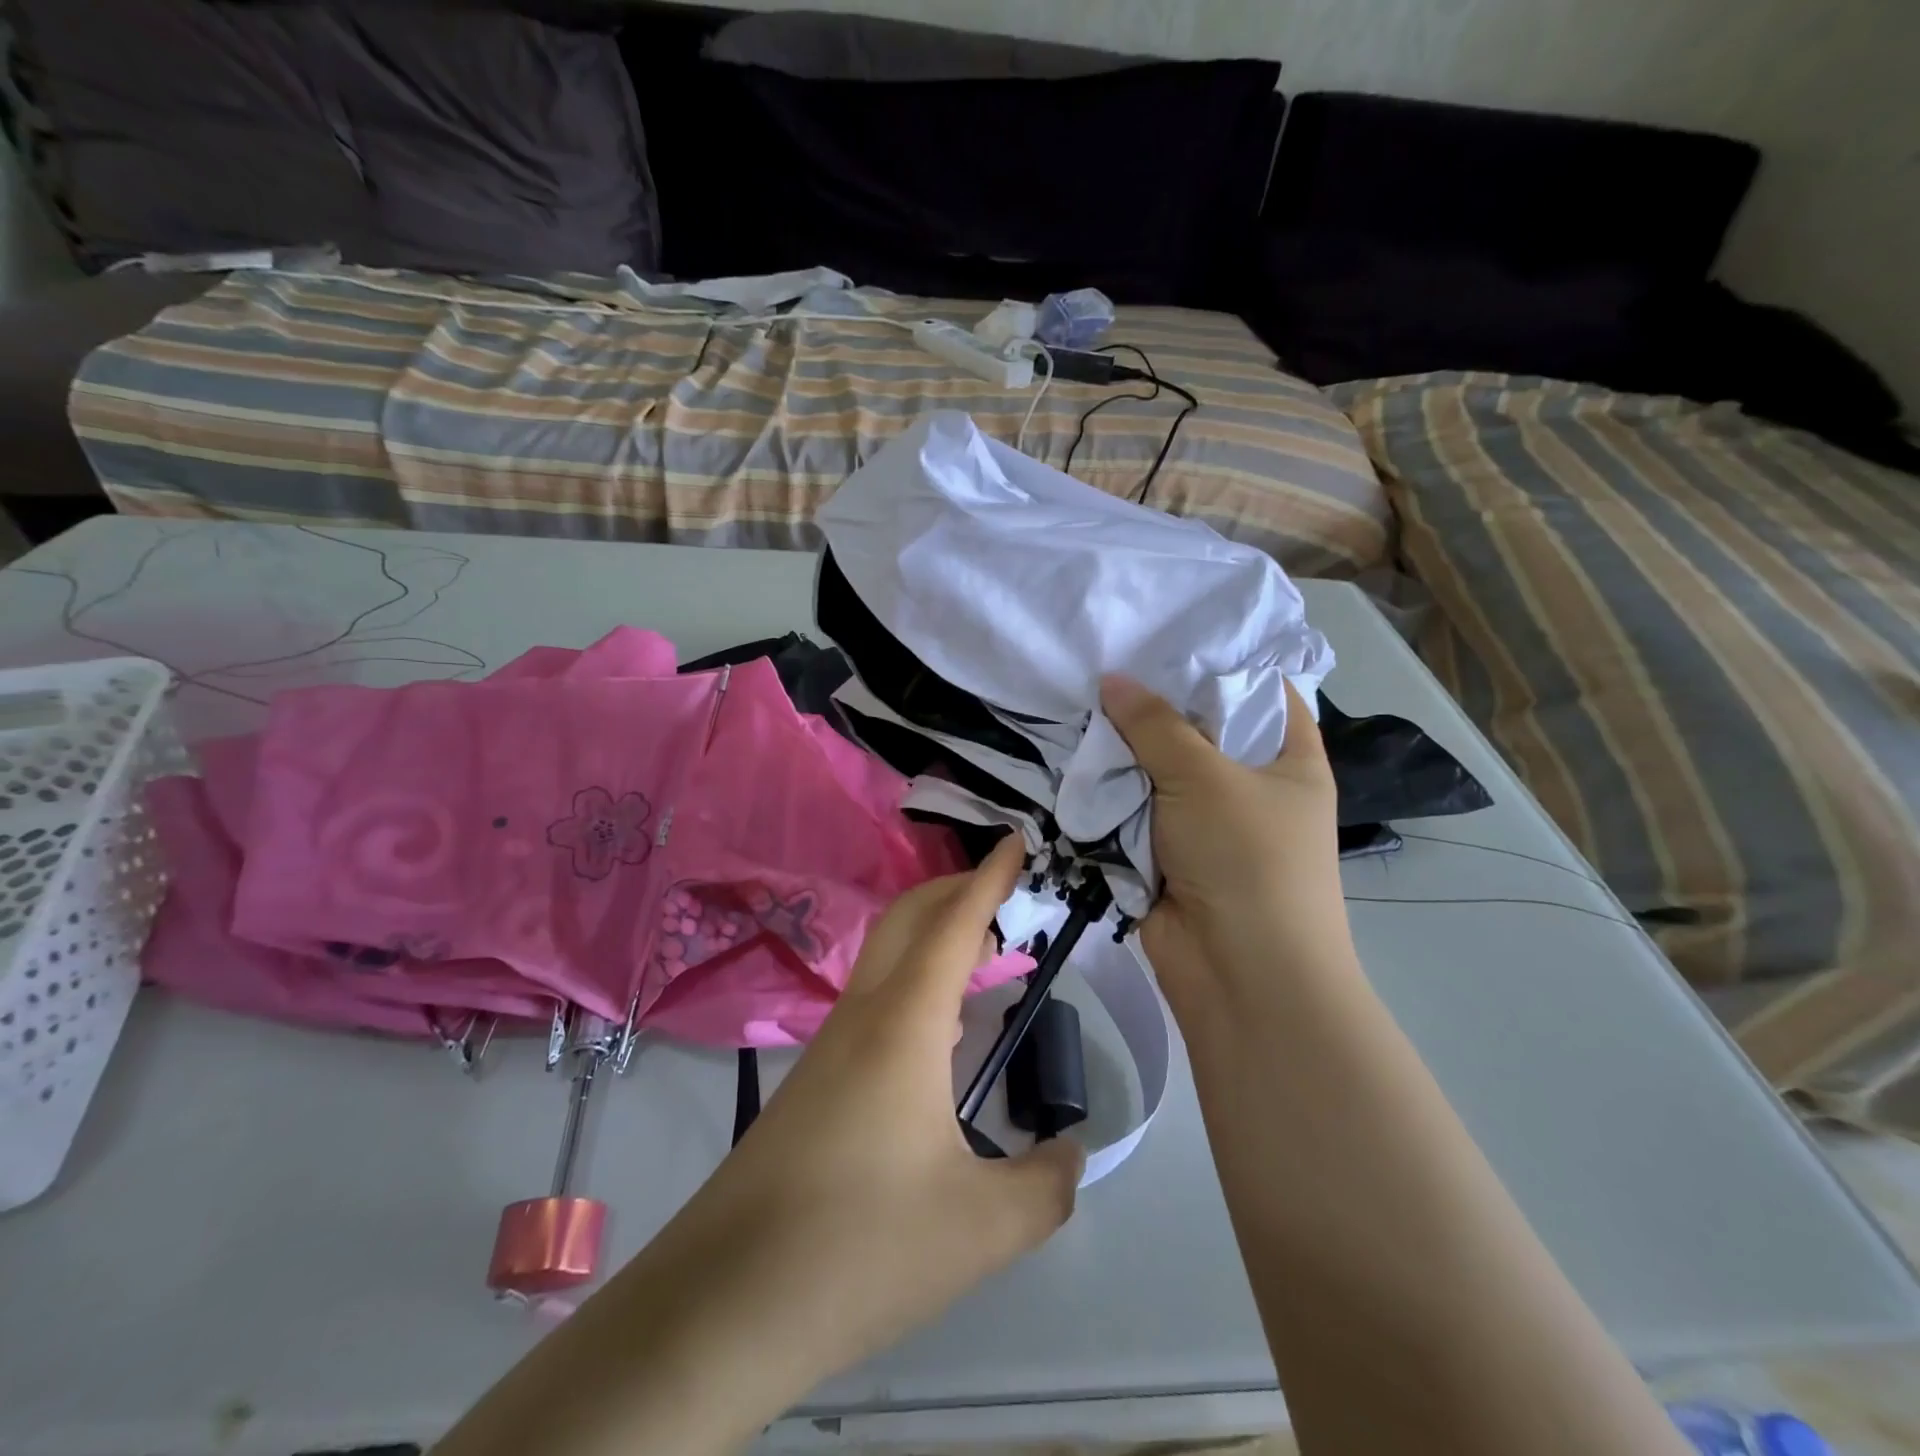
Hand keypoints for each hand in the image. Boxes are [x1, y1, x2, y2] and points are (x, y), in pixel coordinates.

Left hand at [686, 833, 1083, 1375]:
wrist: (722, 1304)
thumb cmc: (861, 1246)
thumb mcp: (983, 1228)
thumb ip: (1047, 1185)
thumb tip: (1072, 1153)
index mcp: (905, 1024)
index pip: (954, 925)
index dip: (989, 878)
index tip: (1015, 840)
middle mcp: (863, 1016)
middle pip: (908, 920)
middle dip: (955, 889)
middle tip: (1004, 892)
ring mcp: (829, 1047)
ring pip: (886, 960)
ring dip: (934, 939)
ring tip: (984, 958)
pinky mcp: (813, 1083)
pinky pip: (874, 1003)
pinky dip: (916, 985)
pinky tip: (939, 1033)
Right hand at [1099, 675, 1354, 989]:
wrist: (1240, 976)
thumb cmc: (1247, 859)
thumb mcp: (1204, 776)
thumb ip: (1154, 724)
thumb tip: (1111, 679)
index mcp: (1286, 757)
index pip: (1258, 689)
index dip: (1215, 662)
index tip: (1162, 635)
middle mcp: (1248, 784)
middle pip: (1196, 729)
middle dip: (1150, 706)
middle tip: (1099, 664)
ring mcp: (1204, 822)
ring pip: (1156, 771)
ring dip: (1121, 753)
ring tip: (1073, 705)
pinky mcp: (1165, 854)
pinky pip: (1132, 811)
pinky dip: (1107, 794)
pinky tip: (1070, 759)